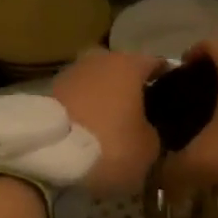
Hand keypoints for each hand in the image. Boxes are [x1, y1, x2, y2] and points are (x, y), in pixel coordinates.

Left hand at [51, 47, 164, 195]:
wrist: (47, 158)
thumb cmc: (109, 146)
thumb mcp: (149, 148)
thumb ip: (154, 131)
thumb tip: (146, 129)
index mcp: (129, 64)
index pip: (157, 64)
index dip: (168, 82)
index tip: (172, 103)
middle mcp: (98, 59)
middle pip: (122, 72)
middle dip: (130, 91)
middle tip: (139, 118)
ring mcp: (68, 73)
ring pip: (96, 85)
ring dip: (103, 101)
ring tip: (110, 128)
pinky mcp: (44, 93)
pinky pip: (75, 100)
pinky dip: (82, 112)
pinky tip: (86, 133)